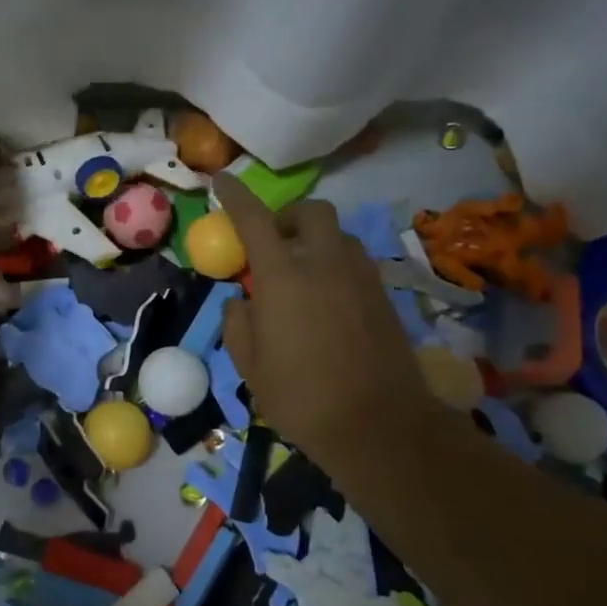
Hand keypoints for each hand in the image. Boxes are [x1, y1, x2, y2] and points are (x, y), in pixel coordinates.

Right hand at [216, 174, 445, 470]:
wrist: (378, 425)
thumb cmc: (301, 397)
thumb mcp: (249, 366)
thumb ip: (238, 324)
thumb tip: (241, 302)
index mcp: (284, 277)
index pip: (255, 221)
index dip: (236, 197)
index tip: (223, 180)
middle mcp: (326, 264)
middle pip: (312, 212)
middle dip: (289, 216)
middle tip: (273, 242)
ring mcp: (361, 277)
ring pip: (339, 235)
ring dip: (315, 241)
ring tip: (301, 273)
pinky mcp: (384, 296)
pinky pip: (356, 262)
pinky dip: (336, 264)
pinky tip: (327, 298)